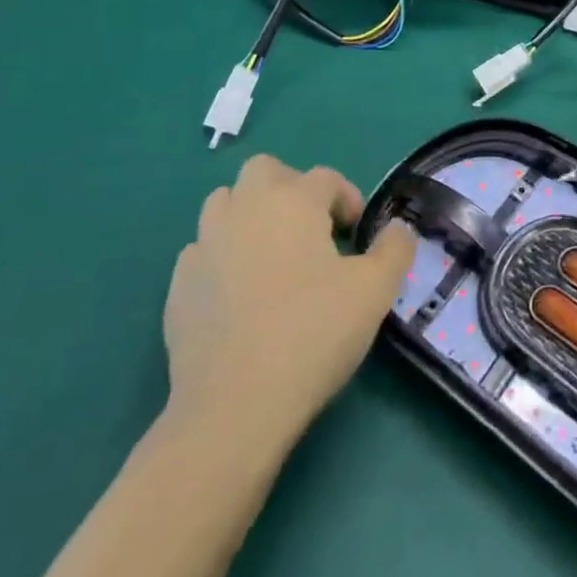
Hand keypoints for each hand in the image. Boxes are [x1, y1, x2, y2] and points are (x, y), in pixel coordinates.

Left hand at [161, 156, 416, 448]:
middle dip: (291, 188)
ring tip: (274, 256)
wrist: (234, 407)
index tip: (358, 235)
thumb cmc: (313, 334)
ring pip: (225, 204)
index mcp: (292, 201)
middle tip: (313, 229)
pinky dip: (223, 257)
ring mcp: (204, 246)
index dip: (347, 199)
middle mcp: (244, 209)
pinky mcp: (178, 286)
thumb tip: (397, 229)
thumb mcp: (375, 290)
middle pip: (265, 170)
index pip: (325, 177)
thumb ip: (395, 248)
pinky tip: (240, 294)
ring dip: (251, 215)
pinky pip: (203, 251)